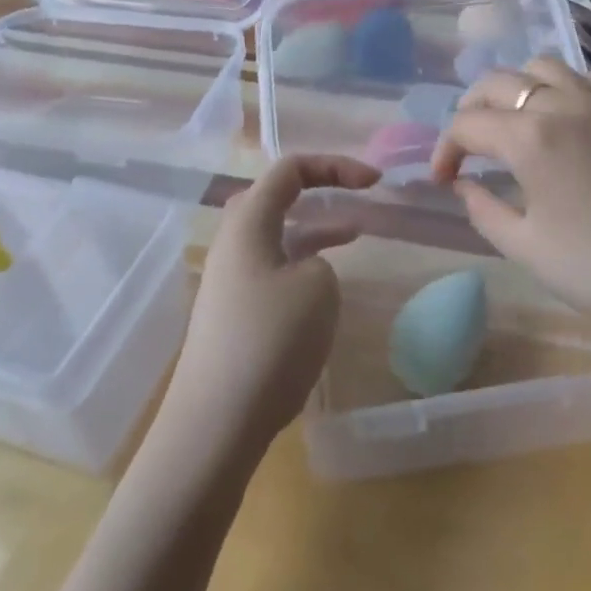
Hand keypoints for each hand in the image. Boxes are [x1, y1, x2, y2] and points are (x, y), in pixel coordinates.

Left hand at [164, 154, 380, 450]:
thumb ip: (320, 260)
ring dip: (315, 227)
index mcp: (248, 222)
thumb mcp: (317, 286)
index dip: (335, 166)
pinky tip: (326, 285)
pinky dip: (303, 263)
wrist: (215, 424)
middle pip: (275, 196)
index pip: (290, 169)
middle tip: (356, 194)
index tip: (374, 182)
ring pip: (277, 235)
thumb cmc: (270, 341)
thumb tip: (306, 271)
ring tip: (355, 232)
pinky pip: (274, 268)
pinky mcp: (234, 314)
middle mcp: (233, 243)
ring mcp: (230, 280)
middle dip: (318, 188)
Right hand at [430, 57, 590, 343]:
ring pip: (544, 65)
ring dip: (517, 86)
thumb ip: (483, 209)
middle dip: (471, 108)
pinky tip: (567, 113)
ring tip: (514, 118)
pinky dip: (566, 86)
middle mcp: (561, 105)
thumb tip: (463, 184)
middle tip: (468, 144)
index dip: (446, 150)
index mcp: (528, 138)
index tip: (444, 180)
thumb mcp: (525, 248)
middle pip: (498, 82)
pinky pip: (590, 78)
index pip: (467, 124)